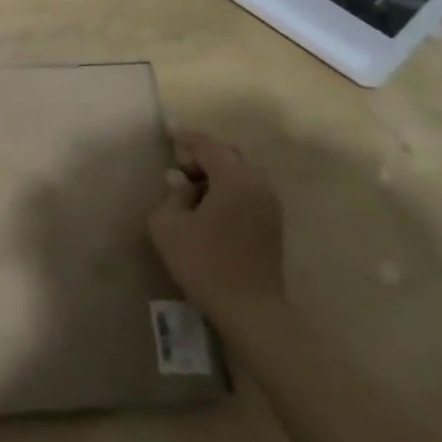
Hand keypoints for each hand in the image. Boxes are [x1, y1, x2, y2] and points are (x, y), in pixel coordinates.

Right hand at [146, 129, 286, 321]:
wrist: (250, 309)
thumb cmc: (204, 263)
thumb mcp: (169, 227)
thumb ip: (171, 196)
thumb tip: (178, 180)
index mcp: (234, 179)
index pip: (209, 145)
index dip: (187, 137)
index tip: (169, 132)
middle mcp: (257, 184)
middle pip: (229, 154)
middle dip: (203, 154)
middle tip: (179, 166)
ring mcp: (270, 203)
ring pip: (241, 171)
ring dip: (217, 171)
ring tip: (192, 188)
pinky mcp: (273, 222)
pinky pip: (248, 189)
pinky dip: (229, 186)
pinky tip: (210, 205)